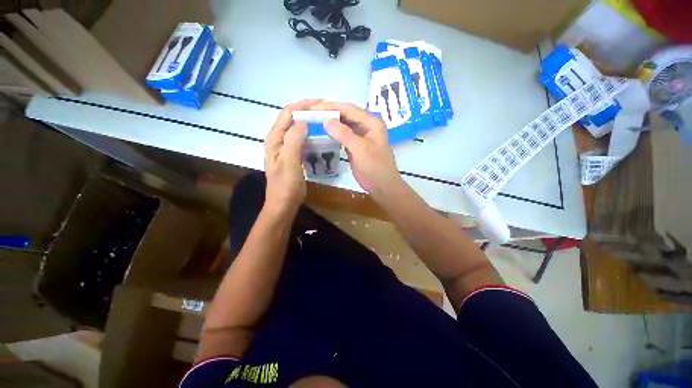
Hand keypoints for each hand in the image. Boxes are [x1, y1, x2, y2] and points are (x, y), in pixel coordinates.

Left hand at [264, 99, 320, 213]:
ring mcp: (286, 149)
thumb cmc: (285, 184)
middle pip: (293, 120)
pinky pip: (302, 141)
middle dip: (308, 113)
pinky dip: (311, 136)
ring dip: (310, 124)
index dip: (302, 106)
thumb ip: (294, 139)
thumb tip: (303, 121)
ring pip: (298, 130)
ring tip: (325, 122)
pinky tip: (321, 138)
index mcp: (275, 139)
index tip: (321, 103)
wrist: (284, 203)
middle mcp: (279, 140)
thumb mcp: (289, 161)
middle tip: (326, 112)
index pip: (287, 114)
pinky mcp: (293, 156)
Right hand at [312, 102, 401, 199]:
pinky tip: (322, 132)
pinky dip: (333, 133)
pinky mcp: (356, 146)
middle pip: (346, 115)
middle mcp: (367, 126)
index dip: (331, 107)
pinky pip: (343, 135)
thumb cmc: (375, 168)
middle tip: (311, 113)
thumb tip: (326, 121)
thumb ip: (344, 134)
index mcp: (372, 123)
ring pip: (344, 125)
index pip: (349, 109)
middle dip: (329, 113)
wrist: (382, 187)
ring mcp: (361, 136)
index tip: (313, 108)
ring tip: (313, 120)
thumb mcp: (360, 149)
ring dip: (330, 122)